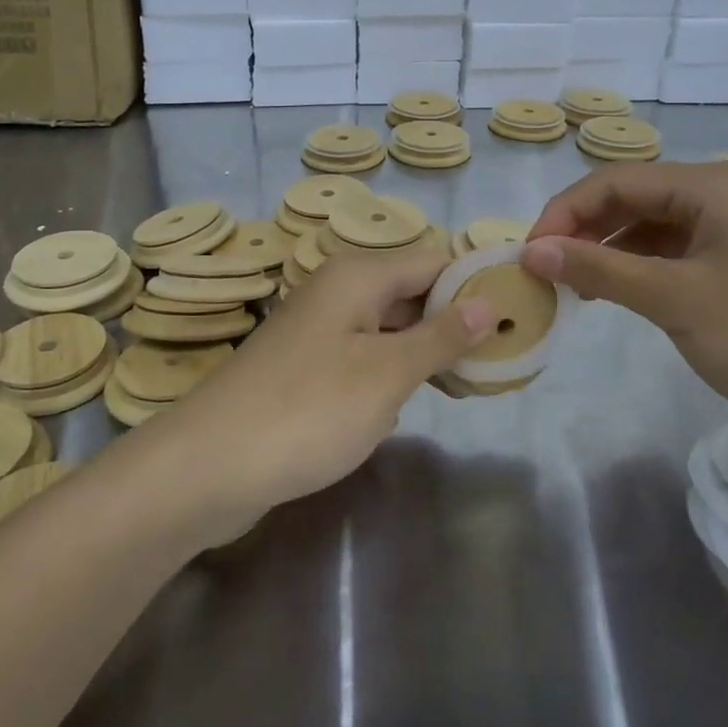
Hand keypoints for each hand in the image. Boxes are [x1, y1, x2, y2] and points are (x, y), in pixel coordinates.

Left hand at [163, 251, 497, 522]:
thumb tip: (487, 300)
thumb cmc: (308, 410)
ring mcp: (317, 330)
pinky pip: (362, 356)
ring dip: (425, 352)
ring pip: (388, 327)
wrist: (209, 466)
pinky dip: (391, 373)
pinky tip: (410, 403)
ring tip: (471, 383)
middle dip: (455, 322)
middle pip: (411, 292)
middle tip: (503, 358)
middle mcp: (337, 291)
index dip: (476, 284)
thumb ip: (441, 335)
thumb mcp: (387, 373)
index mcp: (358, 275)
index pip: (434, 260)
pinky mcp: (304, 367)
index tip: (518, 316)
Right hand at [521, 162, 727, 454]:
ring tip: (572, 286)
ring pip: (649, 227)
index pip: (615, 181)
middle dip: (582, 230)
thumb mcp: (676, 300)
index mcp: (711, 186)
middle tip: (544, 272)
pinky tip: (614, 294)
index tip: (528, 255)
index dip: (564, 213)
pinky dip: (636, 269)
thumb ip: (600, 268)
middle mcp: (721, 194)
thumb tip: (531, 250)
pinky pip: (672, 253)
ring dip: (606, 251)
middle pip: (631, 199)